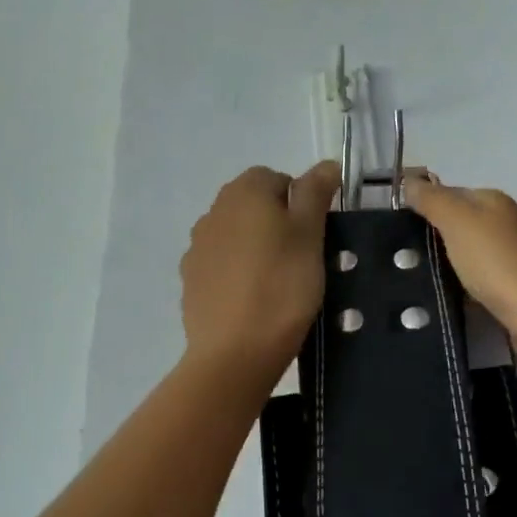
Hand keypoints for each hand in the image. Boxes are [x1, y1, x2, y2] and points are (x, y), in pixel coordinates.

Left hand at [180, 162, 339, 383]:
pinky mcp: (191, 280)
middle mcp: (213, 211)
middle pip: (252, 205)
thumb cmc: (282, 287)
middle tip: (301, 259)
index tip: (314, 235)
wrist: (234, 352)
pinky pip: (220, 265)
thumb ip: (315, 194)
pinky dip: (237, 273)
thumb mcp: (310, 235)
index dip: (299, 202)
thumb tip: (325, 164)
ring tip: (277, 282)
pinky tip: (252, 300)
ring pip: (235, 235)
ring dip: (255, 247)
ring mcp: (197, 247)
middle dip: (276, 223)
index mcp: (243, 192)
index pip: (275, 178)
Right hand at [407, 175, 516, 392]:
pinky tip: (432, 304)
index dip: (417, 207)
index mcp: (489, 203)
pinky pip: (469, 288)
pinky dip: (453, 293)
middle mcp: (499, 228)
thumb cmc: (500, 262)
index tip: (384, 228)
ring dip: (437, 270)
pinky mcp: (505, 296)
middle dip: (424, 242)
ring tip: (401, 285)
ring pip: (459, 260)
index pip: (445, 195)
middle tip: (387, 260)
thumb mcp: (459, 221)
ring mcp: (504, 263)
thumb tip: (407, 181)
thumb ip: (432, 200)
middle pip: (452, 228)